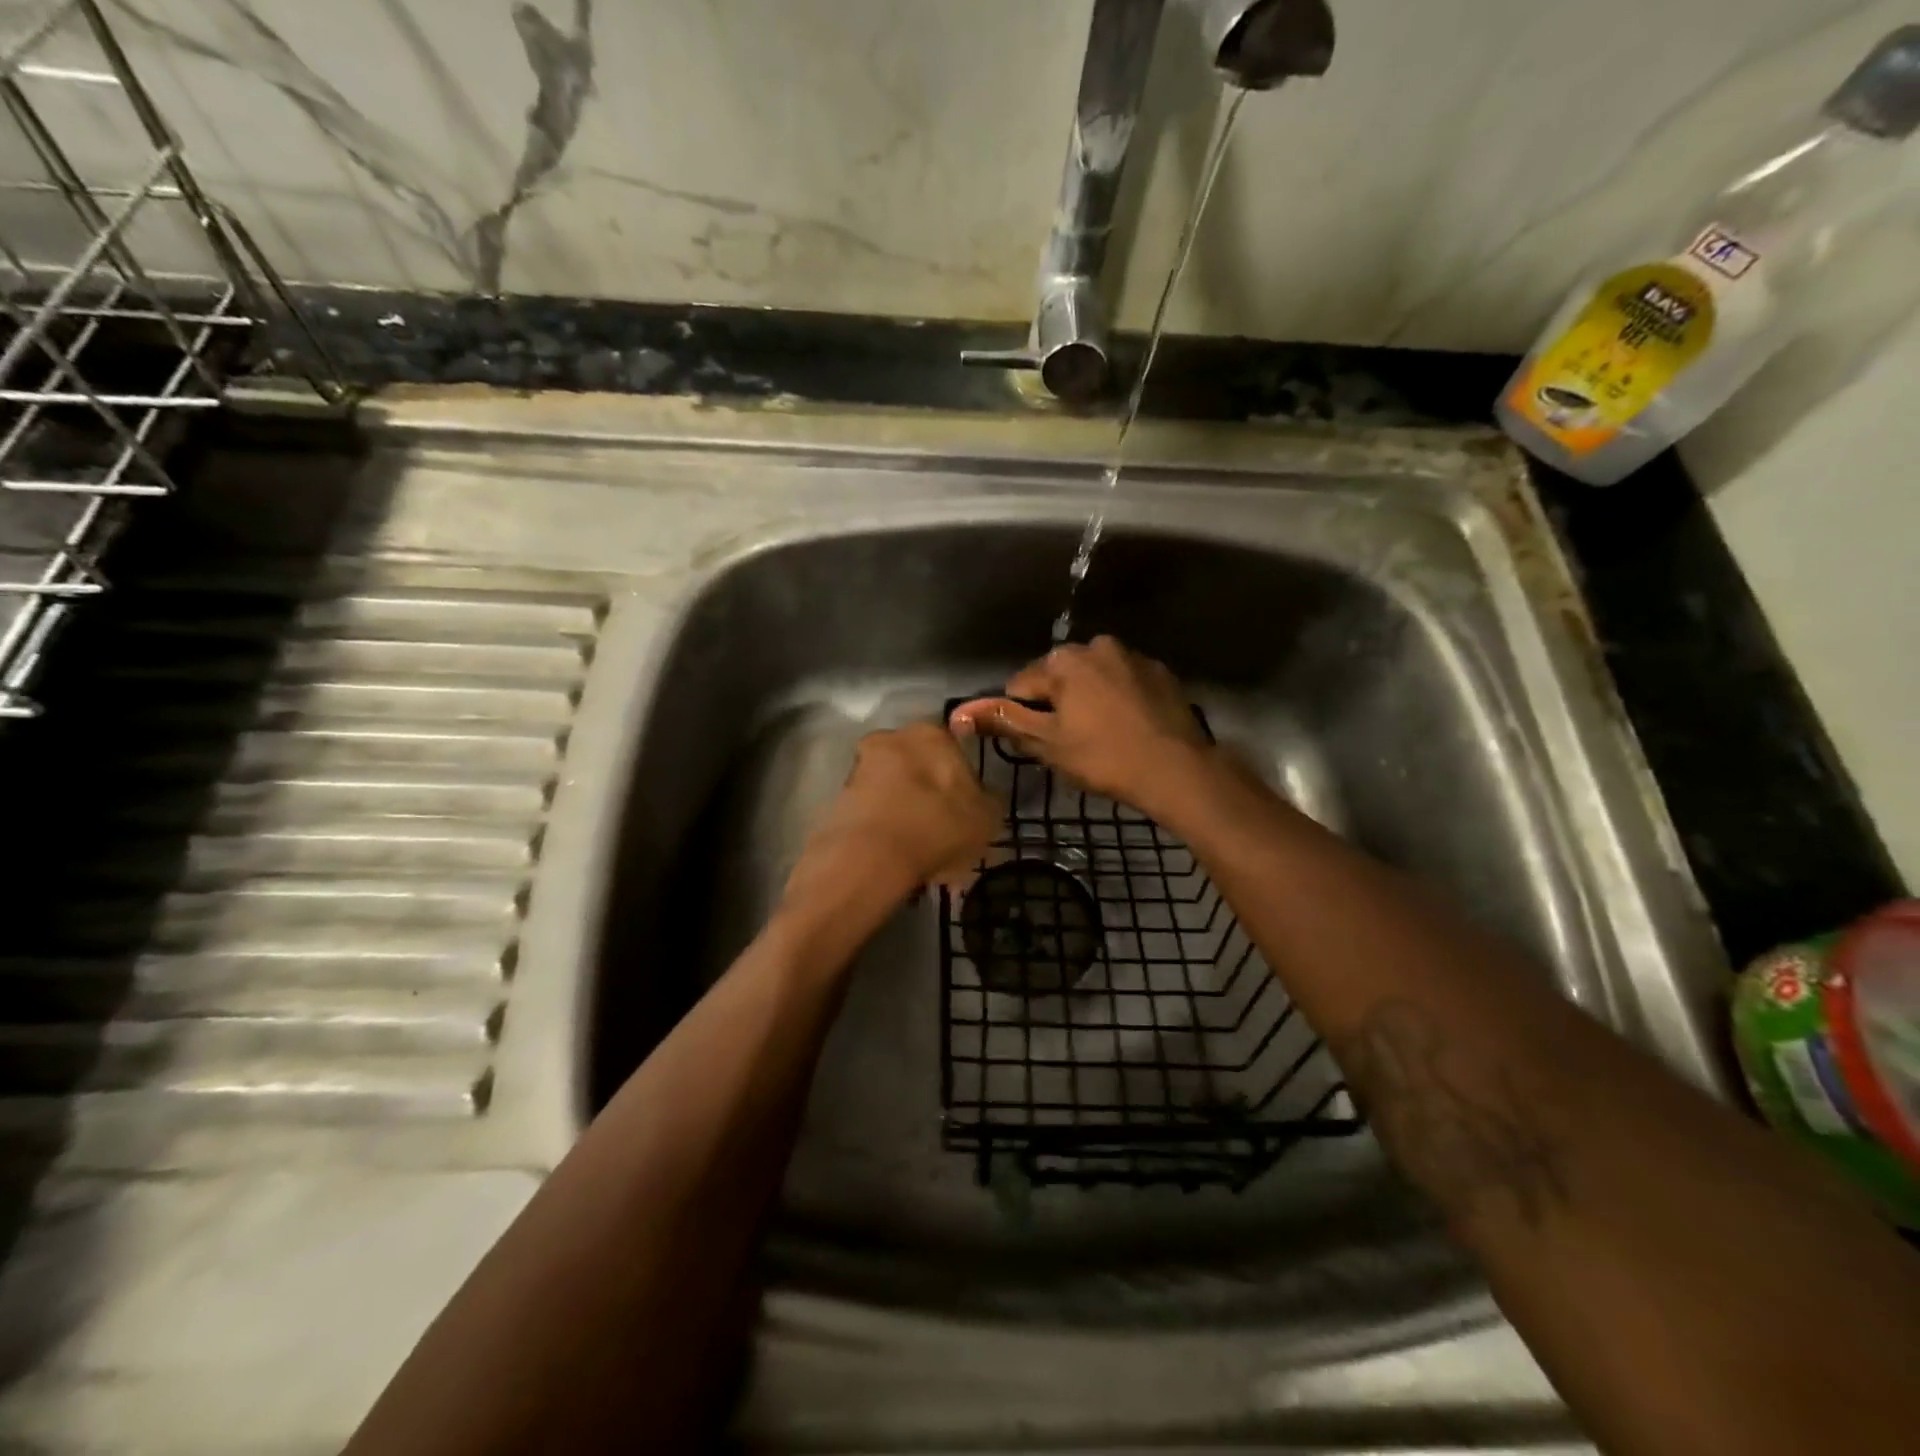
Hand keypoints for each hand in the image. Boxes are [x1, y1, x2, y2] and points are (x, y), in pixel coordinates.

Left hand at [782, 722, 999, 925]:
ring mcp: (860, 767)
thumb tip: (983, 797)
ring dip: (905, 813)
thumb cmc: (938, 826)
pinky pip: (872, 812)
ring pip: (893, 789)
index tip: (965, 810)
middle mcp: (892, 738)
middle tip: (942, 833)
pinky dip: (884, 830)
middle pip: (918, 767)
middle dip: (928, 795)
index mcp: (932, 733)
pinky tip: (896, 859)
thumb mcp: (987, 818)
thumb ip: (988, 801)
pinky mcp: (837, 797)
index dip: (961, 781)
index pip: (953, 749)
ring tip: (920, 854)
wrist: (870, 856)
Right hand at [948, 636, 1212, 815]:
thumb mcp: (1046, 743)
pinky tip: (1129, 727)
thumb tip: (958, 711)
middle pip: (1058, 677)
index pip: (1021, 686)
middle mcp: (1096, 645)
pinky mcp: (1160, 671)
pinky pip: (1124, 682)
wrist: (1177, 769)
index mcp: (1063, 660)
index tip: (1044, 743)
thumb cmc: (1103, 757)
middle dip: (1058, 704)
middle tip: (1073, 743)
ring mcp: (1133, 656)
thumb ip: (1003, 720)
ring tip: (1103, 737)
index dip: (1024, 717)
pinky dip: (1119, 699)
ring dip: (1089, 700)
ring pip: (1093, 678)